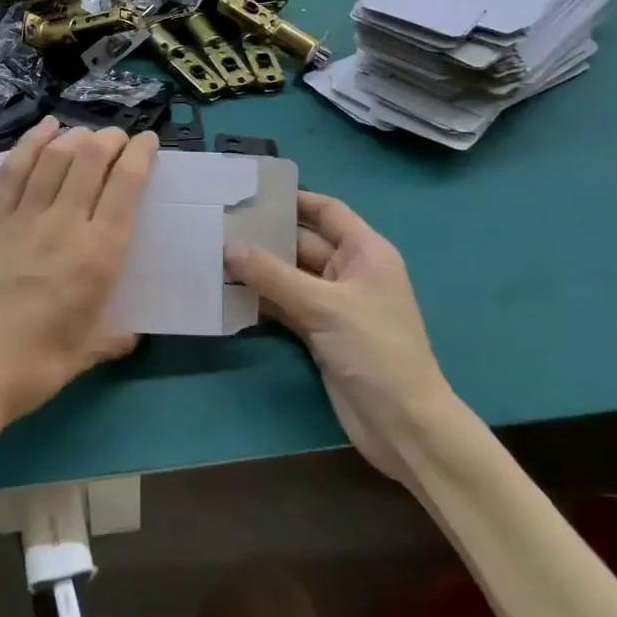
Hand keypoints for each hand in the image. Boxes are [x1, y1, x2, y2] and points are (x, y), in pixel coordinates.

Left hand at [0, 118, 156, 440]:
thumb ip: (112, 337)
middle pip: (90, 160)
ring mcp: (24, 218)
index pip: (125, 186)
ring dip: (76, 137)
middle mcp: (64, 224)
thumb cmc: (35, 366)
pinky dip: (31, 143)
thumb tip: (128, 335)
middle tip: (120, 139)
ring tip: (88, 134)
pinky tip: (45, 128)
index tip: (149, 142)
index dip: (140, 155)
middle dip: (110, 139)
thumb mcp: (85, 353)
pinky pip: (14, 170)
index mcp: (98, 254)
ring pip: (54, 158)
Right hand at [224, 193, 451, 482]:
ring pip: (289, 276)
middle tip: (218, 225)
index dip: (294, 199)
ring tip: (213, 254)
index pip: (327, 211)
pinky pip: (285, 306)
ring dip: (258, 270)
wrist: (402, 424)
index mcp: (365, 253)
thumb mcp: (323, 306)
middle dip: (265, 236)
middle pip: (302, 243)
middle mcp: (349, 272)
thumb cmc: (375, 350)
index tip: (252, 192)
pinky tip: (228, 293)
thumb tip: (227, 246)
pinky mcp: (319, 333)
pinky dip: (261, 300)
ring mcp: (333, 304)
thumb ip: (272, 275)